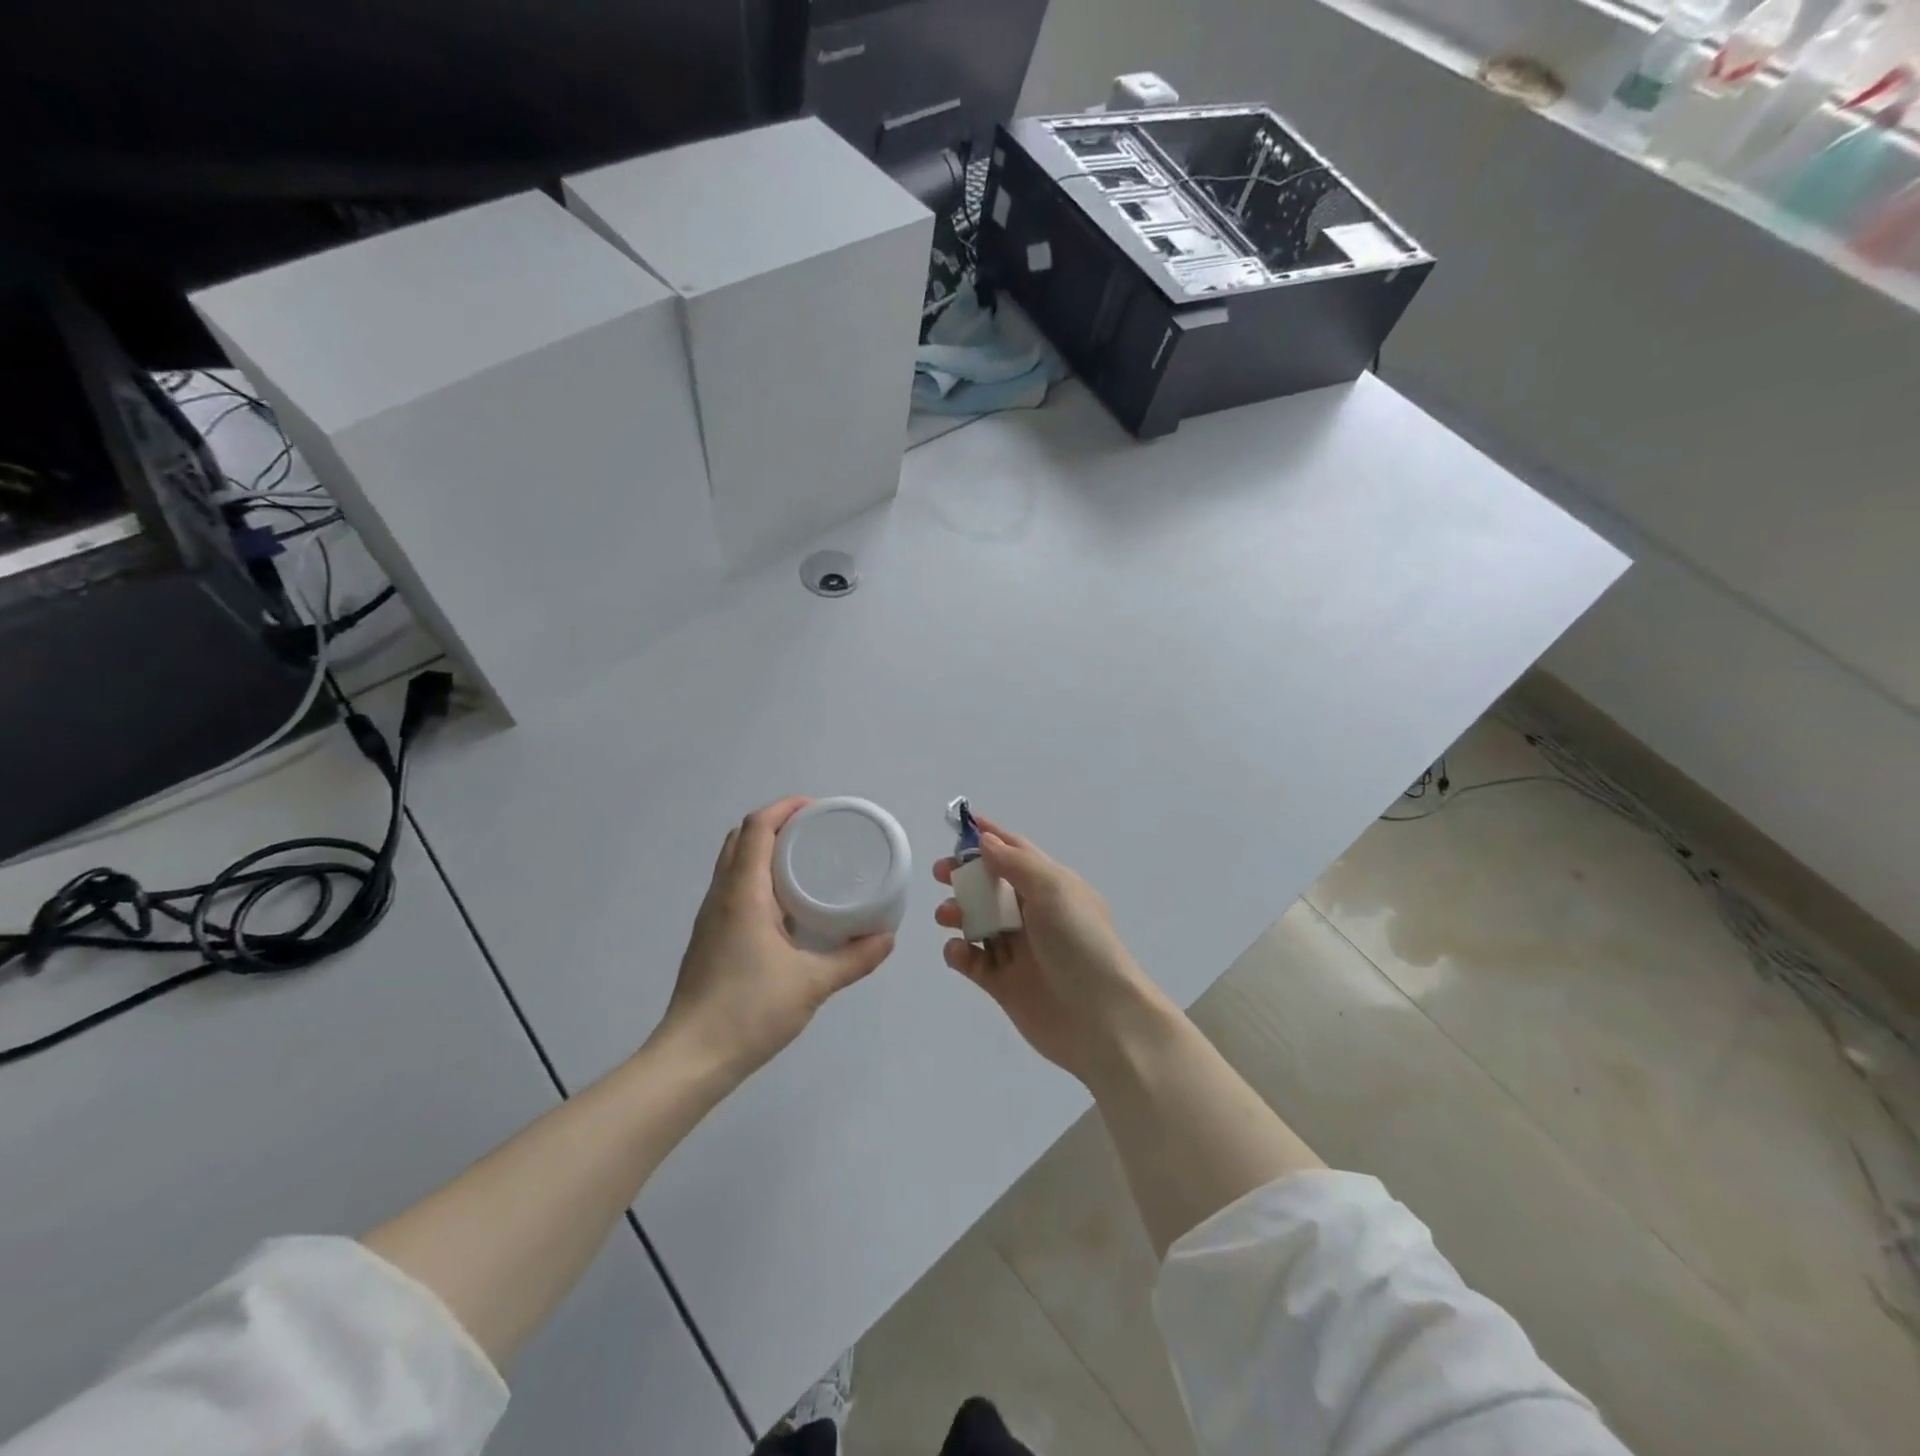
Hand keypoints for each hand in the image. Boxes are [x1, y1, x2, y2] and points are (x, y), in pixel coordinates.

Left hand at [659, 798, 894, 1079]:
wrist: (691, 1058)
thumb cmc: (749, 1011)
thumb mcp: (813, 984)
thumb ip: (854, 959)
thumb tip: (887, 938)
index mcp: (743, 893)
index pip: (757, 828)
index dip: (785, 808)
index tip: (819, 809)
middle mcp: (721, 896)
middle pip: (741, 838)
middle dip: (777, 824)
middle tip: (816, 833)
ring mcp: (710, 918)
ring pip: (733, 864)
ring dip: (764, 850)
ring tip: (806, 862)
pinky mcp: (709, 938)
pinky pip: (733, 888)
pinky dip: (758, 878)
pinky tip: (786, 906)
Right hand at [934, 818, 1162, 1082]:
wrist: (1101, 1020)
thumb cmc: (1080, 944)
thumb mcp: (1053, 890)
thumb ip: (1015, 863)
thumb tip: (985, 840)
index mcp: (1053, 886)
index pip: (1017, 852)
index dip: (990, 837)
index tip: (959, 824)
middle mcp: (1035, 915)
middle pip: (992, 886)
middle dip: (965, 876)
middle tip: (941, 874)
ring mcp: (1018, 950)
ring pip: (978, 922)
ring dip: (958, 912)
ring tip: (945, 915)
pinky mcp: (1003, 984)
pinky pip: (973, 961)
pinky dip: (960, 952)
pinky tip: (958, 952)